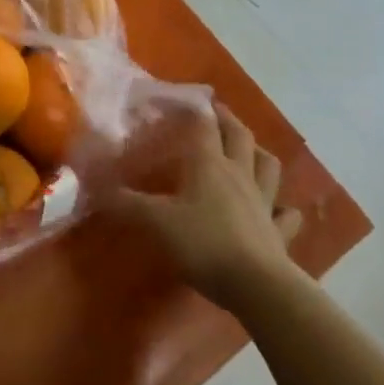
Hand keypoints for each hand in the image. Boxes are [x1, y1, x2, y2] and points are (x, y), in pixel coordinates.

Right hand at [114, 103, 303, 308]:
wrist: (257, 286)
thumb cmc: (203, 244)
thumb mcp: (156, 222)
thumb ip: (126, 203)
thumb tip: (96, 186)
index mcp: (209, 164)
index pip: (203, 124)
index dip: (194, 108)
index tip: (185, 98)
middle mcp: (239, 174)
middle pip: (240, 136)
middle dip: (228, 120)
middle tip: (218, 113)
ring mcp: (263, 202)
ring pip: (268, 166)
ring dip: (260, 153)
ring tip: (251, 150)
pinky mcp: (279, 232)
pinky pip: (286, 215)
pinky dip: (284, 208)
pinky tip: (281, 209)